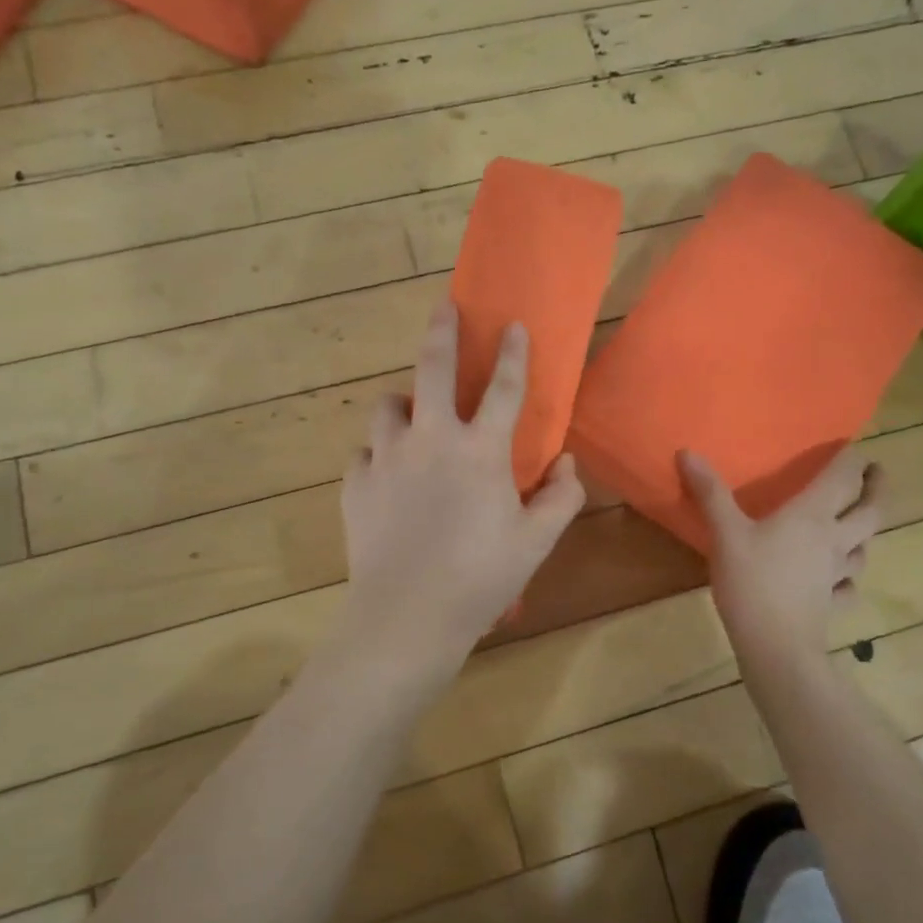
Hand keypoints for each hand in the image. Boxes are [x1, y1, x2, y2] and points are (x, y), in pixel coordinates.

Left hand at [340, 303, 586, 665]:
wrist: (407, 615)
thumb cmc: (480, 578)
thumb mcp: (536, 542)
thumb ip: (561, 497)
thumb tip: (567, 463)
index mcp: (480, 451)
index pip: (504, 389)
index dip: (514, 354)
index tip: (514, 324)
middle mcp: (431, 440)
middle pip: (432, 368)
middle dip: (441, 331)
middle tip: (443, 307)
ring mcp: (386, 458)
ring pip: (387, 406)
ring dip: (403, 402)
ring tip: (411, 415)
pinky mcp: (355, 483)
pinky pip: (364, 453)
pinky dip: (378, 454)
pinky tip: (387, 474)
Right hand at [679, 447, 884, 667]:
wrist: (776, 645)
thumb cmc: (752, 582)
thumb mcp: (725, 533)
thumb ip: (710, 493)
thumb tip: (687, 451)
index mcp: (812, 516)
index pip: (843, 478)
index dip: (850, 460)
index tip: (854, 447)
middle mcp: (834, 540)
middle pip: (870, 510)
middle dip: (877, 488)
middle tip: (876, 473)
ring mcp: (837, 574)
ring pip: (865, 547)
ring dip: (866, 531)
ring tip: (858, 523)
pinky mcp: (832, 602)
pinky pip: (848, 586)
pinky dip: (849, 578)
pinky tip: (841, 580)